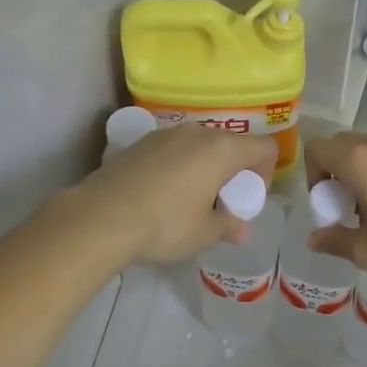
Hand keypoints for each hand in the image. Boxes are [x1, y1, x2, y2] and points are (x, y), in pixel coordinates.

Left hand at [73, 123, 278, 265]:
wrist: (101, 217)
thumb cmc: (165, 224)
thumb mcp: (205, 234)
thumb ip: (229, 226)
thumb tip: (240, 231)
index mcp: (222, 149)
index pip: (264, 147)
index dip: (265, 173)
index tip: (247, 199)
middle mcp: (197, 132)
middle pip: (231, 144)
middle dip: (234, 171)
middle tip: (221, 202)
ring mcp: (166, 133)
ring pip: (200, 145)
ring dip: (205, 167)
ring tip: (190, 199)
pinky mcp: (140, 142)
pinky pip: (174, 150)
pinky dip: (179, 166)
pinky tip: (162, 194)